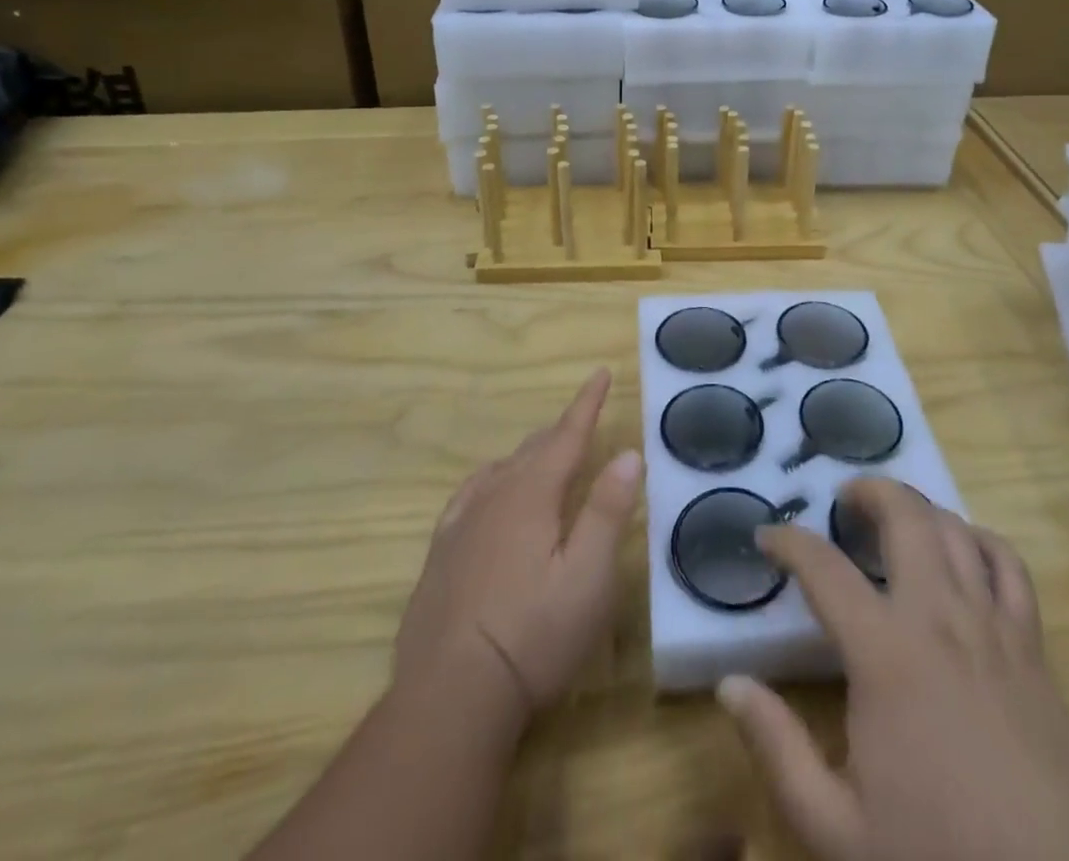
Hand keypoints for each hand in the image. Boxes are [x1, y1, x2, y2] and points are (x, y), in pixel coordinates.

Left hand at [392, 369, 643, 722]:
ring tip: (543, 452)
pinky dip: (490, 480)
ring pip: (499, 470)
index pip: (566, 436)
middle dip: (560, 430)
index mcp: (532, 495)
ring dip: (527, 454)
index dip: (587, 403)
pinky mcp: (439, 556)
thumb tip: (628, 452)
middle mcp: (493, 498)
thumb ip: (607, 510)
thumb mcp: (588, 577)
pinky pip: (469, 496)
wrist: (449, 697)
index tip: (600, 372)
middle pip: (533, 449)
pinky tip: (488, 494)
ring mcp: (460, 526)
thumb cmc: (533, 636)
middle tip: (582, 419)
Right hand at [716, 479, 1068, 860]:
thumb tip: (730, 684)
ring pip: (953, 528)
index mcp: (884, 652)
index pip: (823, 568)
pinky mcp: (1030, 643)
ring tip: (894, 518)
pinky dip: (980, 539)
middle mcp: (937, 615)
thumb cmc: (937, 854)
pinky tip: (963, 548)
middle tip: (843, 502)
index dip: (788, 542)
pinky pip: (1008, 563)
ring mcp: (989, 623)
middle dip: (868, 491)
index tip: (766, 535)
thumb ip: (777, 748)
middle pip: (904, 515)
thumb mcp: (835, 826)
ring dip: (918, 508)